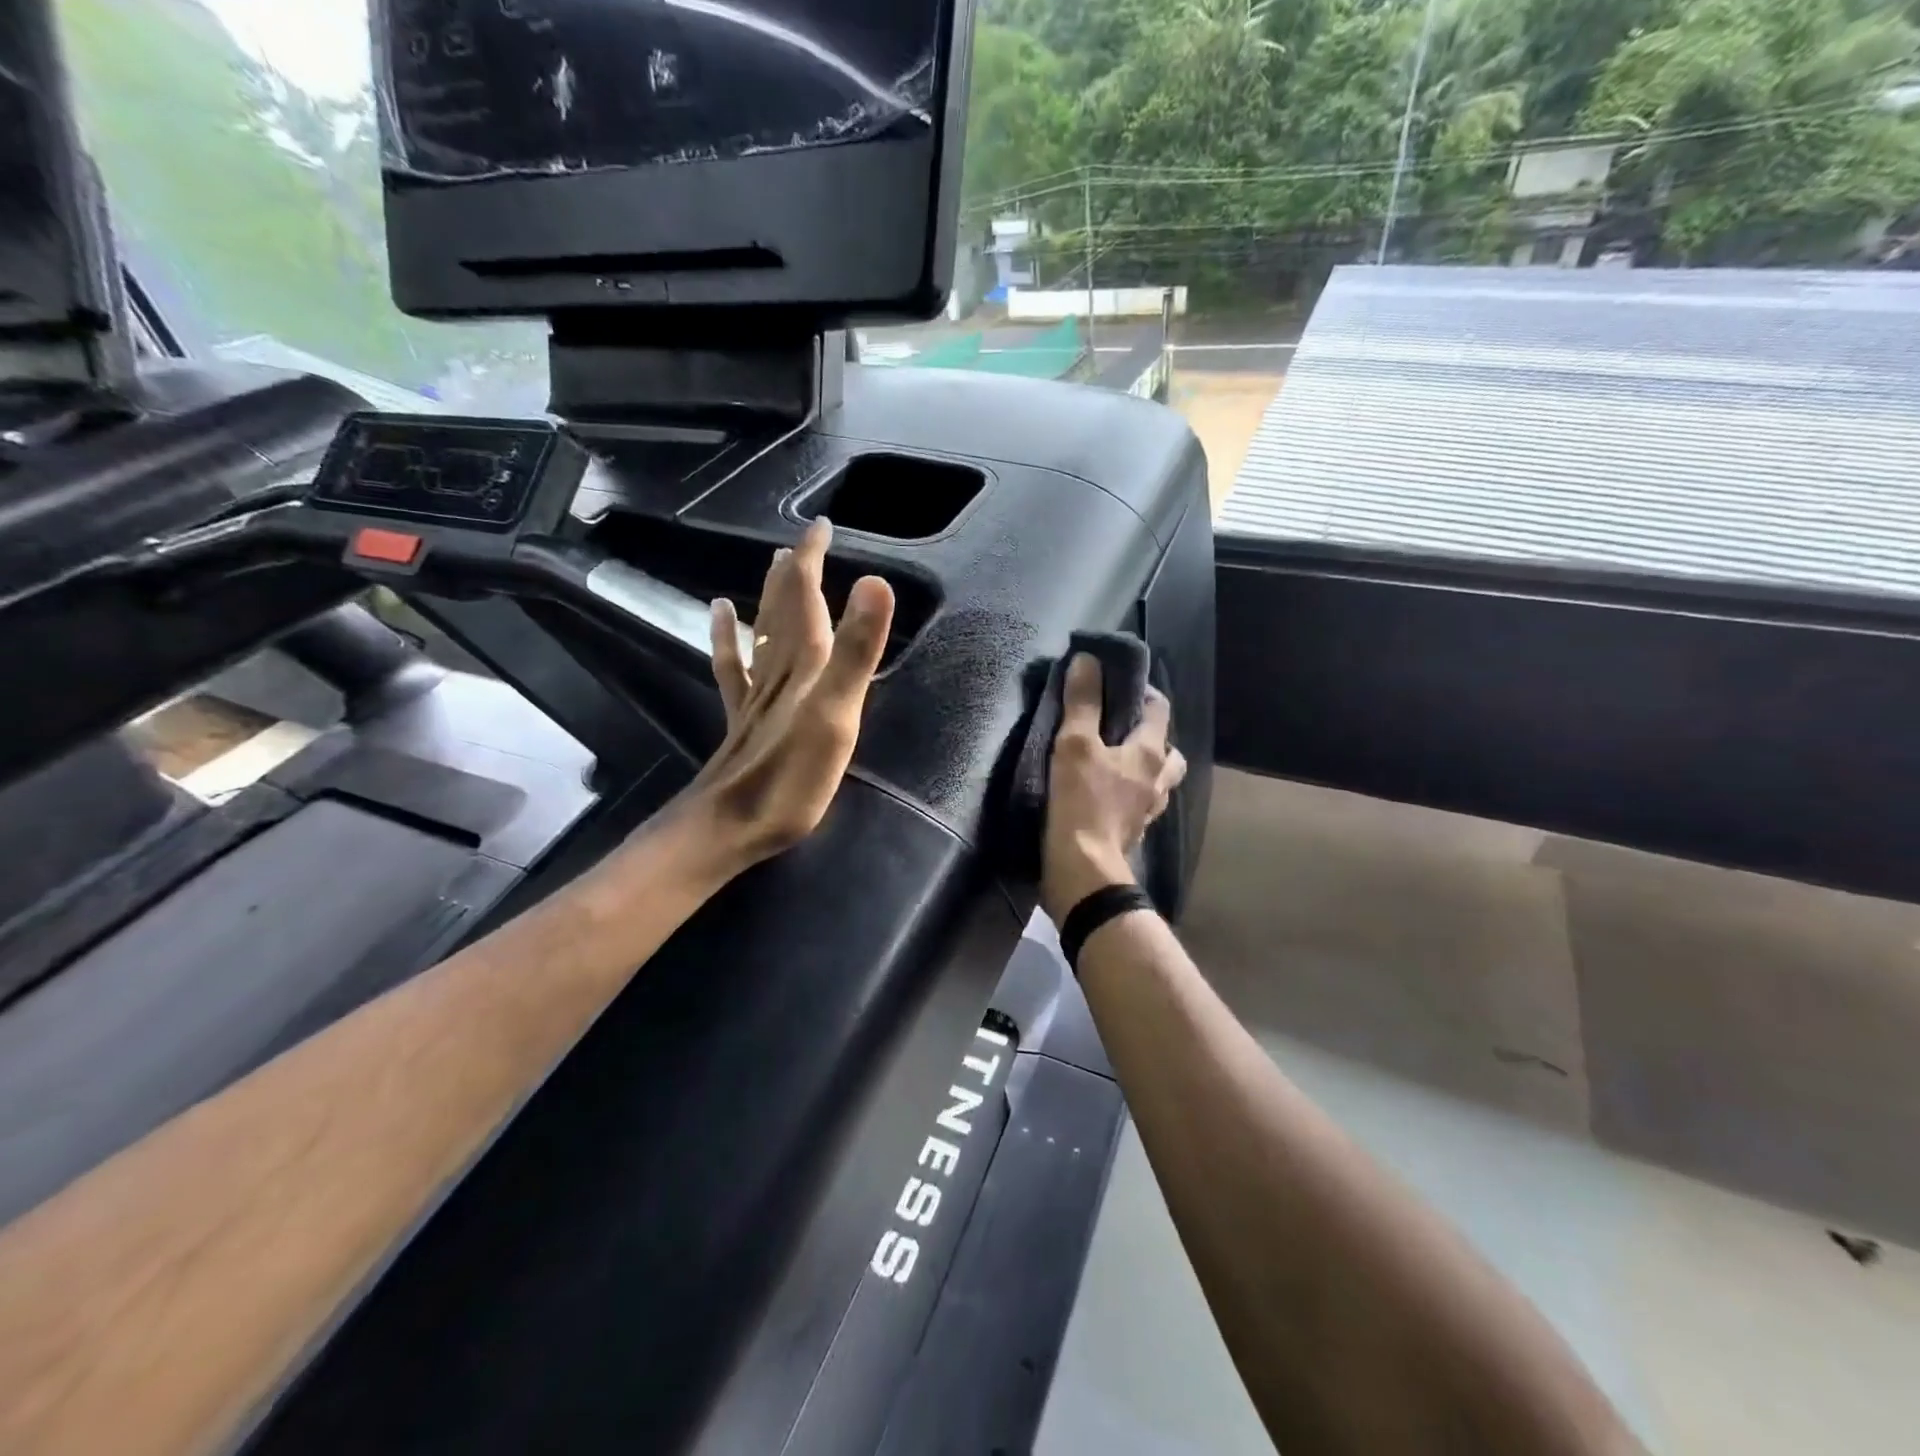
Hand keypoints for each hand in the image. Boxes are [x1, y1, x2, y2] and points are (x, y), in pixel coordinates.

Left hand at [681, 517, 894, 873]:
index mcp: (804, 664)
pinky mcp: (744, 716)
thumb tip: (876, 581)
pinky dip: (727, 634)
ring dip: (771, 596)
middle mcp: (778, 669)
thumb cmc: (792, 777)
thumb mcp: (837, 714)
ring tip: (774, 564)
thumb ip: (856, 651)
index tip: (823, 526)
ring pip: (763, 631)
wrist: (732, 824)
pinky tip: (720, 614)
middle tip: (806, 540)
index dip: (814, 559)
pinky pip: (734, 664)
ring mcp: (757, 693)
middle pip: (784, 607)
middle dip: (796, 570)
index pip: (806, 596)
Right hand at [1040, 653, 1187, 923]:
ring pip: (1157, 780)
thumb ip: (1082, 702)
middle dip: (1149, 735)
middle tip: (1118, 729)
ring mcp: (1148, 810)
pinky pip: (1138, 804)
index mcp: (1151, 754)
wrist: (1082, 870)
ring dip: (1143, 768)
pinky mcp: (1132, 833)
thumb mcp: (1075, 744)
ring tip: (1112, 761)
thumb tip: (1087, 660)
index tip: (1116, 684)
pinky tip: (1105, 794)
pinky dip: (1128, 794)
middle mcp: (1158, 780)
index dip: (1142, 692)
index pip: (1159, 709)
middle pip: (1168, 750)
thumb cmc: (1081, 803)